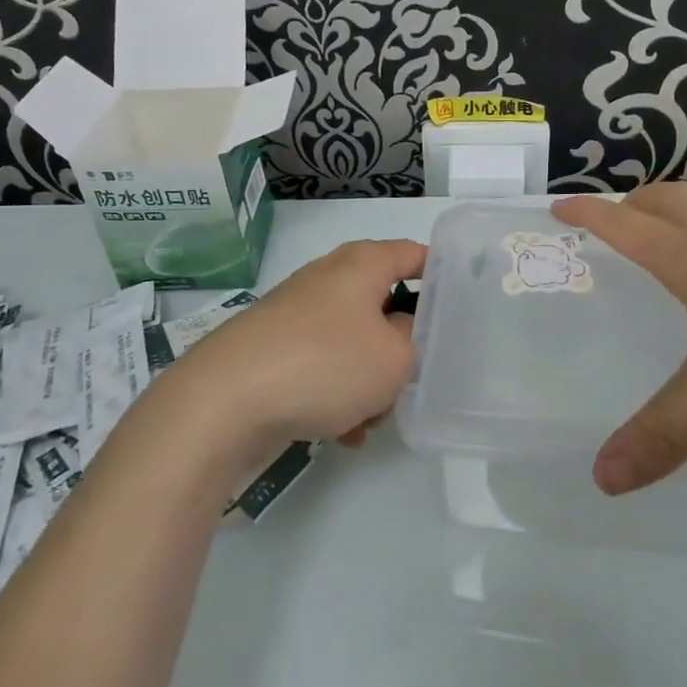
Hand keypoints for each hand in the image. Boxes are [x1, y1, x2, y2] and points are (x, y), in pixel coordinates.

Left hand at [157, 238, 425, 448]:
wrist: (224, 402)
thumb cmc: (325, 364)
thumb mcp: (395, 357)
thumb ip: (412, 339)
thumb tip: (396, 331)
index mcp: (361, 265)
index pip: (413, 253)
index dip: (441, 273)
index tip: (462, 304)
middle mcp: (328, 279)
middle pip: (383, 306)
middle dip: (401, 347)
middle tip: (412, 379)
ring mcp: (297, 314)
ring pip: (354, 344)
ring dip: (368, 382)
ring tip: (368, 420)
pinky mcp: (275, 349)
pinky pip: (323, 367)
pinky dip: (336, 395)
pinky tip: (339, 433)